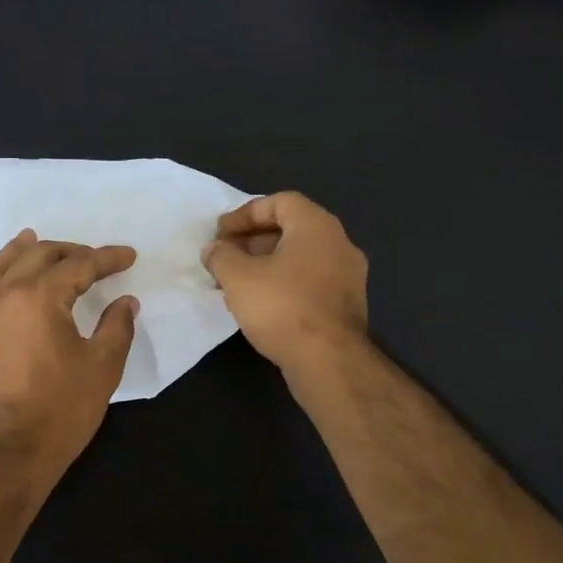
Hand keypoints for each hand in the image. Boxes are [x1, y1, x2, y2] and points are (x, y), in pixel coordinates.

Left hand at [0, 229, 137, 478]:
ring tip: (41, 240)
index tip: (129, 257)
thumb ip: (117, 326)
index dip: (107, 259)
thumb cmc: (61, 409)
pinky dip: (1, 269)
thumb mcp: (102, 367)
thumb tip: (126, 301)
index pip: (79, 265)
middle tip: (97, 259)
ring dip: (29, 251)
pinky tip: (11, 272)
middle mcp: (7, 295)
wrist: (9, 453)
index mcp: (40, 297)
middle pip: (40, 256)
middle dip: (72, 251)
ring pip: (5, 265)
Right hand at [203, 192, 367, 375]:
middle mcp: (339, 243)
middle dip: (253, 240)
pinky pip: (310, 281)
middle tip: (225, 257)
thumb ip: (221, 256)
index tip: (220, 234)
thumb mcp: (238, 277)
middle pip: (291, 229)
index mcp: (317, 226)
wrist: (328, 361)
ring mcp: (348, 276)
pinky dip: (284, 283)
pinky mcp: (346, 305)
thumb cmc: (282, 307)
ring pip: (300, 258)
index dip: (245, 214)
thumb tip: (214, 249)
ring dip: (267, 264)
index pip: (279, 202)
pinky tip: (261, 304)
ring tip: (237, 283)